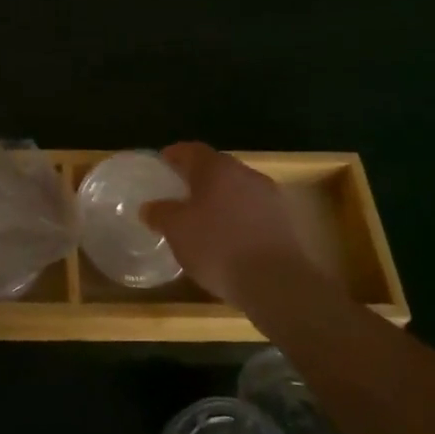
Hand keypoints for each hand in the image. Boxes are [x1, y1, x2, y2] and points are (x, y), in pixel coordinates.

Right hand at [141, 142, 339, 307]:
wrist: (276, 283)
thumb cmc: (218, 247)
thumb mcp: (177, 231)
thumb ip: (160, 213)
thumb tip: (149, 207)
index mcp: (217, 167)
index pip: (192, 150)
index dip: (175, 155)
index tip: (163, 163)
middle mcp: (245, 173)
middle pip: (217, 168)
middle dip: (198, 177)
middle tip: (180, 191)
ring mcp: (270, 197)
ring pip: (237, 189)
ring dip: (221, 198)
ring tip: (204, 218)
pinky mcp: (285, 222)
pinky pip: (253, 211)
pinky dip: (239, 218)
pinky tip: (229, 238)